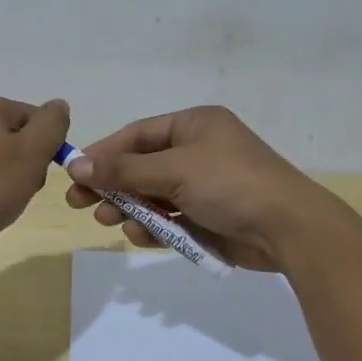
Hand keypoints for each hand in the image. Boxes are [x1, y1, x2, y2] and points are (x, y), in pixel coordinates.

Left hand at [0, 94, 70, 254]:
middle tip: (20, 188)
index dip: (47, 146)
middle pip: (19, 137)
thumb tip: (59, 105)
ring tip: (1, 200)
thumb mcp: (32, 152)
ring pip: (2, 158)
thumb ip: (52, 125)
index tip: (37, 171)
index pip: (38, 118)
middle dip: (28, 163)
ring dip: (11, 179)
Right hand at [63, 106, 342, 270]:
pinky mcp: (210, 217)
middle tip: (79, 203)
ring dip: (129, 207)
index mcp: (195, 125)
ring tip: (108, 220)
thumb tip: (76, 164)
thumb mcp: (174, 170)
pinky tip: (139, 235)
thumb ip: (124, 169)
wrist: (288, 228)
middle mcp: (199, 150)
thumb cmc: (230, 184)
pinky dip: (154, 226)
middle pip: (142, 166)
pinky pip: (171, 218)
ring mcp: (205, 185)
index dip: (104, 153)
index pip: (138, 135)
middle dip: (112, 184)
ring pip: (154, 195)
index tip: (74, 173)